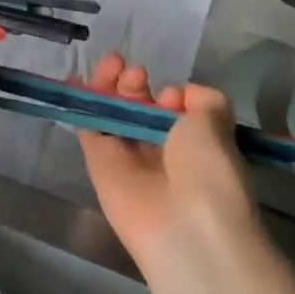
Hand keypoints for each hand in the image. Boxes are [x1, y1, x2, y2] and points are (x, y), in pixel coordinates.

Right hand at [78, 53, 260, 279]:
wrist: (185, 228)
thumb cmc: (208, 172)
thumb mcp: (217, 124)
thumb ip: (203, 100)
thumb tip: (182, 94)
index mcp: (193, 145)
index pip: (173, 111)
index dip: (169, 94)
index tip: (171, 93)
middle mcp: (159, 150)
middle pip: (138, 107)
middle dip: (136, 84)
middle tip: (137, 72)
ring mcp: (127, 156)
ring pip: (112, 112)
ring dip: (110, 86)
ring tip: (114, 66)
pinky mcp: (98, 163)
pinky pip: (88, 127)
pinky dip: (82, 103)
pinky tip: (77, 79)